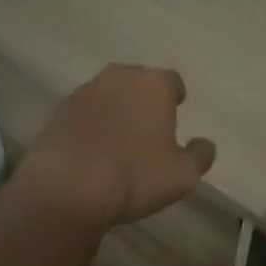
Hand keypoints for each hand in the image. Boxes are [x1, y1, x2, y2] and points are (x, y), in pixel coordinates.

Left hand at [18, 65, 215, 229]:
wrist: (66, 187)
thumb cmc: (135, 175)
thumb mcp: (183, 174)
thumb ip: (200, 155)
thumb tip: (205, 144)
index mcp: (155, 84)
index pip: (173, 81)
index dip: (175, 96)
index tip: (176, 111)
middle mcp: (121, 77)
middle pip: (139, 82)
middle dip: (145, 99)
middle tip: (148, 126)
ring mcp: (86, 91)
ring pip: (110, 94)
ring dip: (117, 109)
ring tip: (119, 139)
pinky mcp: (60, 111)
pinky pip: (85, 112)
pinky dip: (92, 124)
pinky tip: (93, 149)